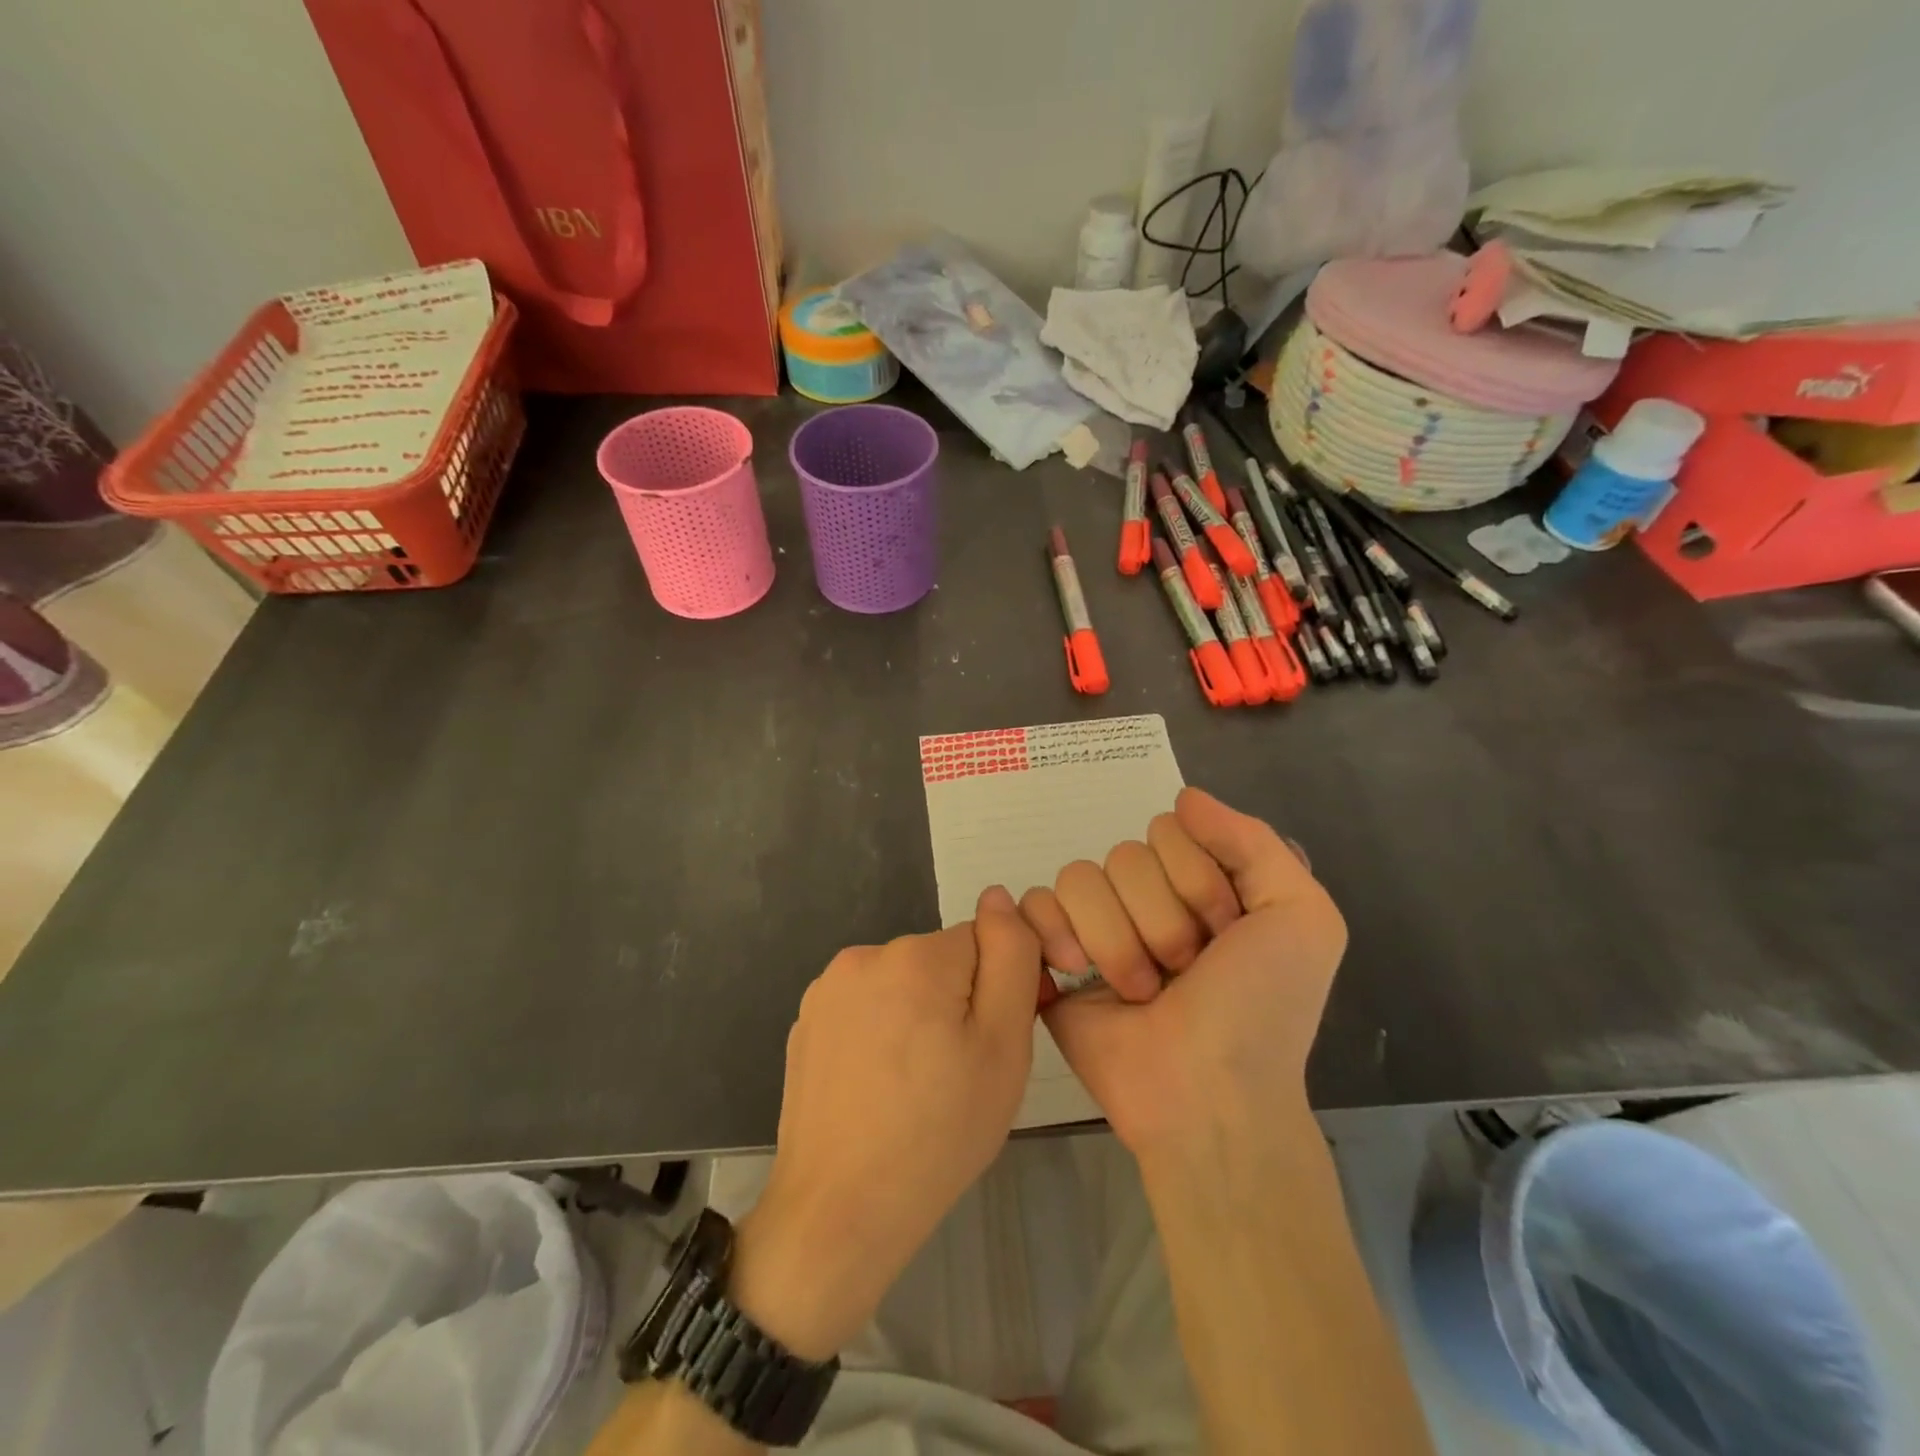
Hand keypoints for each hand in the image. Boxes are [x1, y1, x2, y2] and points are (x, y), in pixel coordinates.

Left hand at [728, 887, 1041, 1360]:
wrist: (839, 1213)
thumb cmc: (938, 1134)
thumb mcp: (1002, 1047)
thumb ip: (1011, 959)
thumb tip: (1000, 897)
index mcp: (916, 956)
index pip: (983, 941)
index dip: (999, 989)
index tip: (991, 1043)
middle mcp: (864, 955)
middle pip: (940, 962)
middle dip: (956, 1002)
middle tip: (957, 1073)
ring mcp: (828, 989)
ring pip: (903, 984)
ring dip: (918, 1016)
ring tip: (916, 1085)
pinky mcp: (807, 1021)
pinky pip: (867, 1007)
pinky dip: (881, 1033)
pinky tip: (878, 1086)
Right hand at [1020, 788, 1345, 1155]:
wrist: (1207, 1097)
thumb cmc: (1262, 1009)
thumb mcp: (1301, 918)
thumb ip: (1254, 842)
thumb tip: (1184, 797)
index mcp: (1199, 883)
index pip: (1170, 829)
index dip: (1198, 881)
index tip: (1225, 933)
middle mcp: (1146, 898)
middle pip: (1125, 854)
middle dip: (1160, 919)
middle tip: (1182, 972)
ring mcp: (1096, 926)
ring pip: (1080, 877)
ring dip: (1116, 940)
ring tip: (1139, 992)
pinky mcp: (1051, 956)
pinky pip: (1034, 905)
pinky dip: (1054, 934)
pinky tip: (1075, 972)